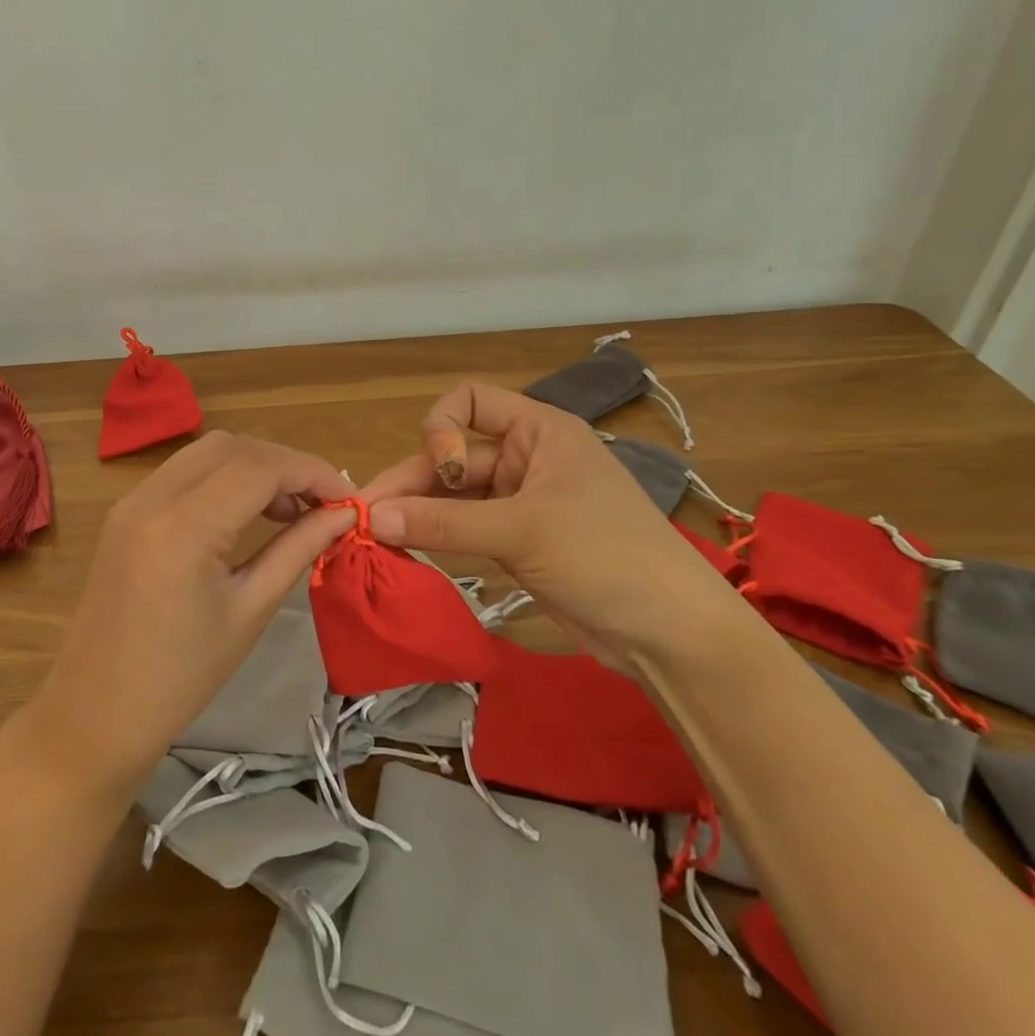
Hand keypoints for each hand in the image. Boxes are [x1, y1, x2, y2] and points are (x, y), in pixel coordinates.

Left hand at [24, 432, 353, 797]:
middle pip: (232, 446)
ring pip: (205, 451)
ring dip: (253, 466)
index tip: (347, 499)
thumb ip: (297, 549)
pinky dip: (222, 476)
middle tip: (320, 503)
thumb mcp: (250, 612)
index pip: (260, 468)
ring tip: (289, 509)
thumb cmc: (181, 678)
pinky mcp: (124, 511)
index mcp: (183, 528)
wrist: (95, 713)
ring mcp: (131, 500)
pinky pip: (182, 471)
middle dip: (284, 464)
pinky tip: (244, 511)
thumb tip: (343, 514)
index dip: (312, 472)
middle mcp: (152, 497)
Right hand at [358, 382, 741, 670]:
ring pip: (453, 497)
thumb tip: (370, 518)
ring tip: (374, 538)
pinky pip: (463, 528)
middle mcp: (525, 459)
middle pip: (453, 456)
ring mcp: (519, 502)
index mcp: (538, 431)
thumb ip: (443, 523)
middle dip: (412, 483)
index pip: (470, 401)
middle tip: (363, 516)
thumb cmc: (606, 557)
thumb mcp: (522, 532)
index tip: (444, 472)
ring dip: (417, 513)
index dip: (444, 428)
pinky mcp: (515, 543)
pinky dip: (435, 537)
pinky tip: (404, 551)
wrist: (671, 635)